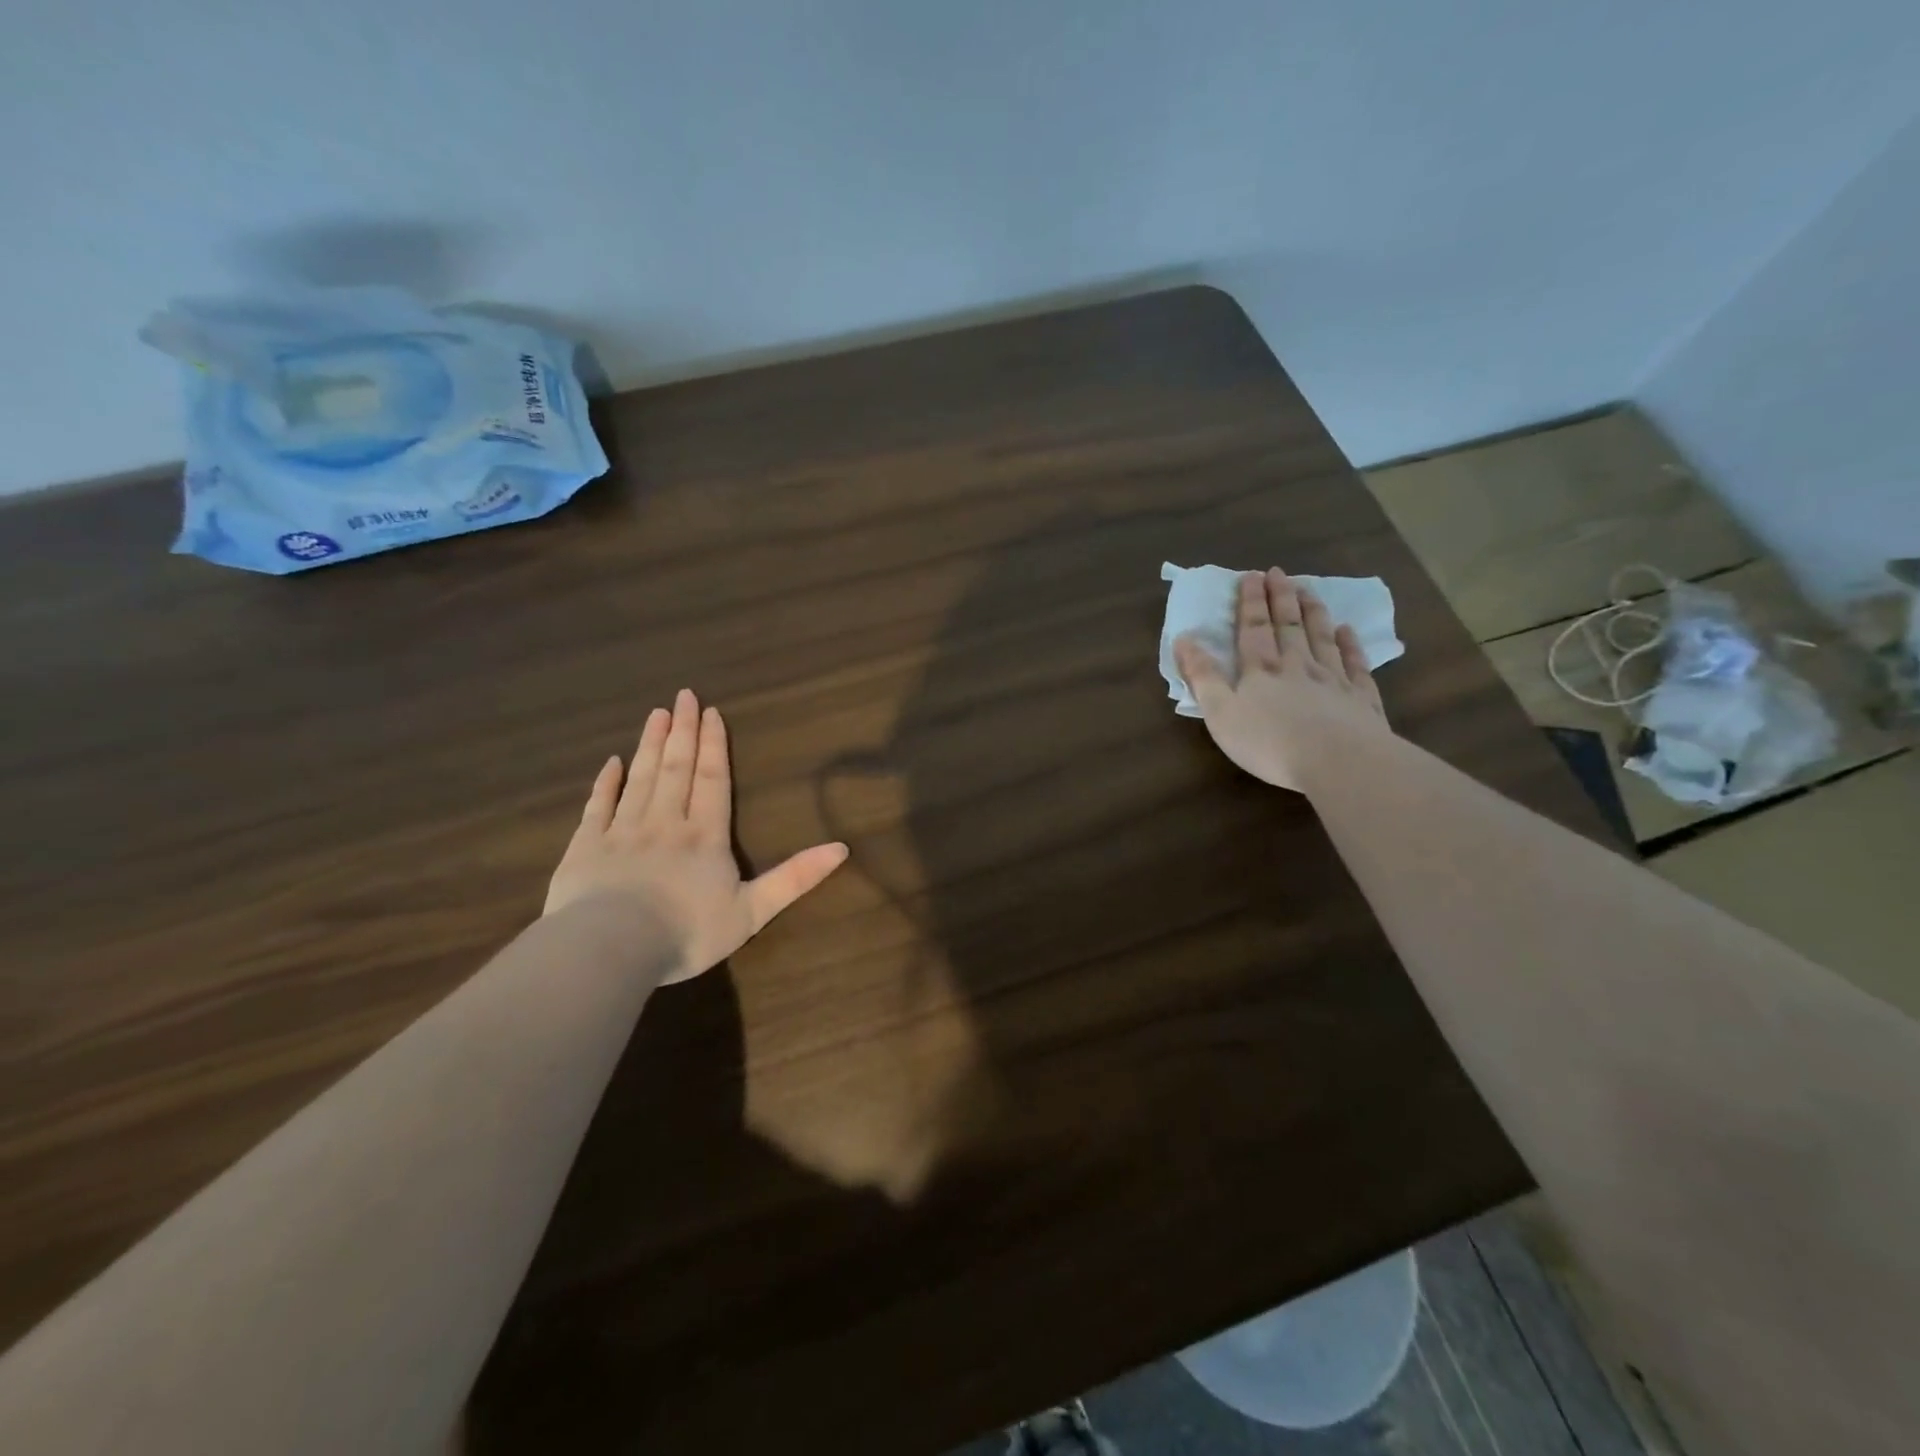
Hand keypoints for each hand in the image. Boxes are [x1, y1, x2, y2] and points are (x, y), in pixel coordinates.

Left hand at [544, 689, 848, 982]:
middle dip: (683, 731)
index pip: (712, 780)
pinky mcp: (586, 847)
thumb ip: (795, 878)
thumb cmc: (687, 932)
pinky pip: (598, 806)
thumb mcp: (753, 911)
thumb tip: (842, 848)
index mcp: (705, 836)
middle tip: (683, 696)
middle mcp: (665, 822)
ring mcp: (622, 831)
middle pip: (676, 768)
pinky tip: (611, 763)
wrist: (611, 948)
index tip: (711, 712)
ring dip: (650, 745)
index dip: (714, 746)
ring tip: (656, 714)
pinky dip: (605, 783)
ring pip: (640, 778)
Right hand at [1174, 568, 1390, 792]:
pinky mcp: (1361, 699)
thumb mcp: (1220, 713)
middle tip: (1279, 573)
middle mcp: (1297, 666)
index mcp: (1261, 671)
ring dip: (1313, 612)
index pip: (1253, 628)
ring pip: (1322, 638)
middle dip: (1281, 598)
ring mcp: (1333, 680)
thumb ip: (1202, 676)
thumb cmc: (1269, 741)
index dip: (1251, 601)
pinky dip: (1351, 645)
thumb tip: (1184, 639)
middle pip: (1289, 626)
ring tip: (1309, 590)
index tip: (1251, 575)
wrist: (1338, 761)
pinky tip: (1347, 631)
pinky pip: (1355, 664)